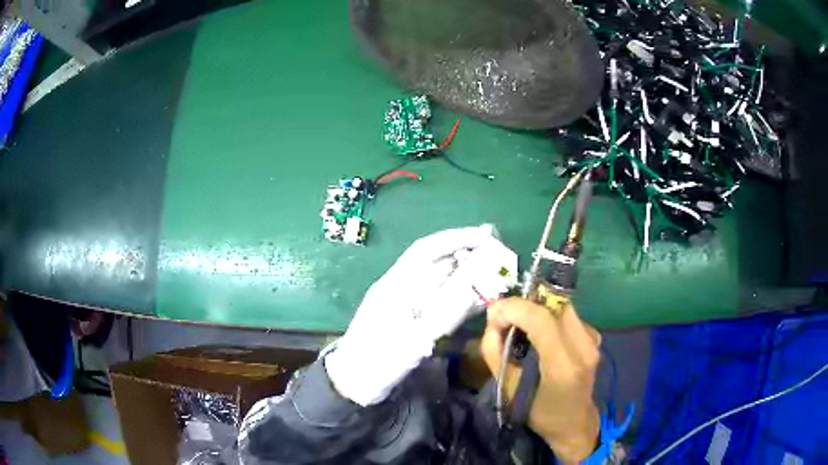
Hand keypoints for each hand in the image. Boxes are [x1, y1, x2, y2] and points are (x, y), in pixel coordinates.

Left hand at [326, 225, 516, 405]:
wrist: (353, 382)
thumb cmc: (378, 362)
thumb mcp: (412, 342)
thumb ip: (444, 316)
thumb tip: (475, 290)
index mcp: (395, 285)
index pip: (427, 250)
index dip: (456, 238)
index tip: (485, 234)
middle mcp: (401, 286)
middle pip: (435, 261)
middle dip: (465, 252)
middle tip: (498, 251)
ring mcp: (405, 301)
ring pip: (439, 278)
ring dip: (464, 272)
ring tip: (493, 270)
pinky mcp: (410, 316)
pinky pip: (438, 297)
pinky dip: (457, 293)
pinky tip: (475, 296)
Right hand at [481, 298, 600, 463]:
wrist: (574, 422)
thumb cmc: (539, 412)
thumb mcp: (508, 389)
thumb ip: (495, 353)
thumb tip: (492, 323)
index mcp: (563, 365)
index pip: (541, 319)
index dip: (514, 308)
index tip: (493, 315)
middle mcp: (583, 347)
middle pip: (552, 305)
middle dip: (523, 305)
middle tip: (504, 318)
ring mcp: (592, 340)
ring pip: (560, 306)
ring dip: (535, 309)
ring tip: (518, 324)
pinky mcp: (594, 337)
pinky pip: (567, 315)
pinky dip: (548, 316)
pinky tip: (538, 333)